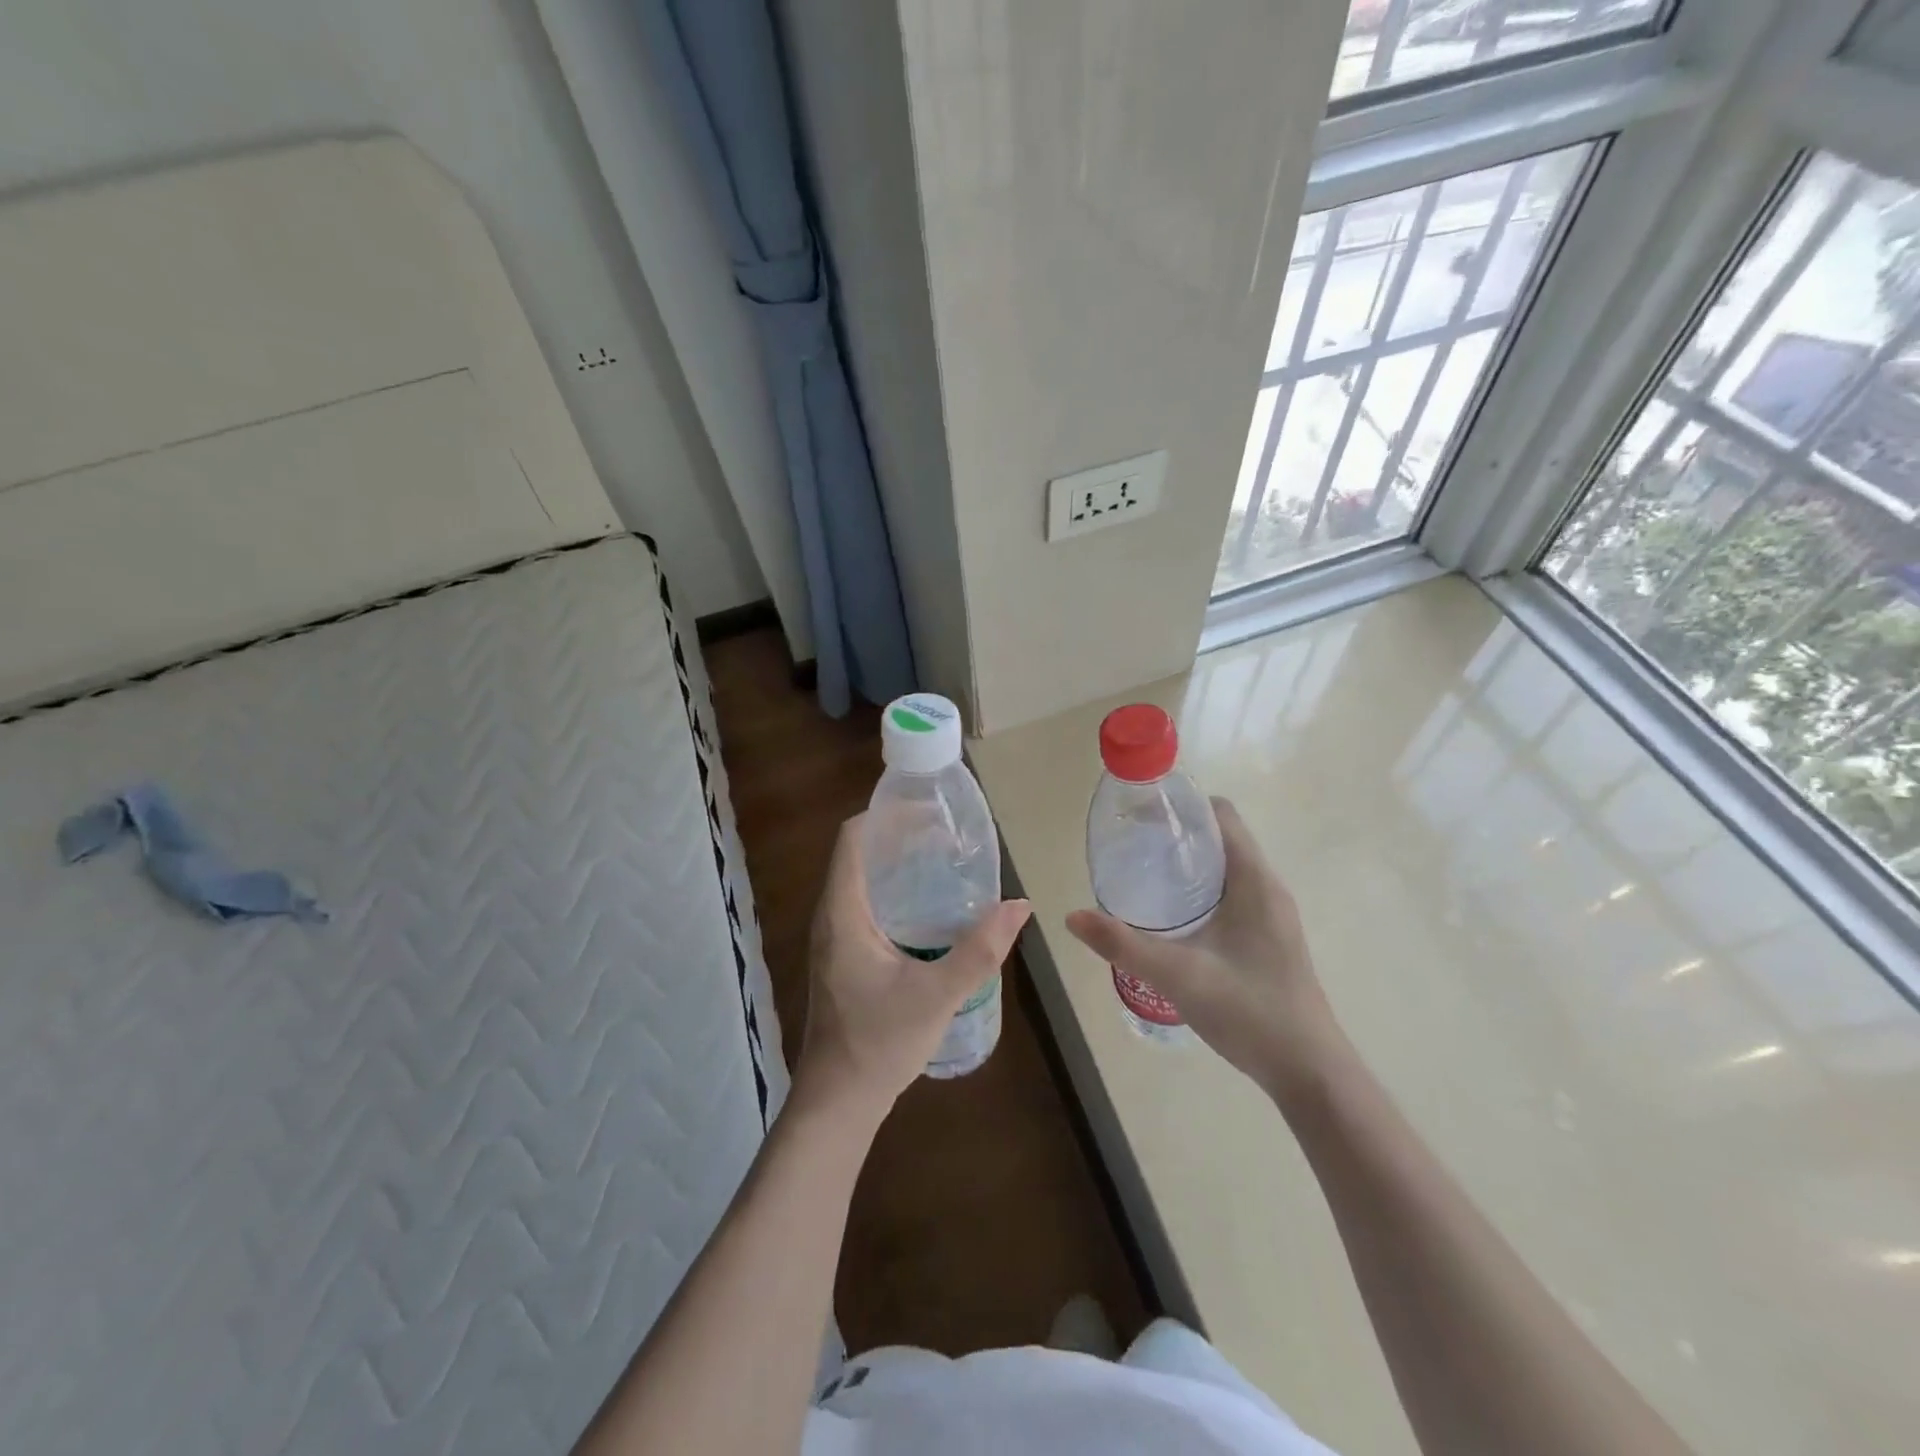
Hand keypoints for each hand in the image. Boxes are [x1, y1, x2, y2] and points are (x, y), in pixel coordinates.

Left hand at [794, 815, 1030, 1121]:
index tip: (926, 810)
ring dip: (897, 865)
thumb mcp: (937, 995)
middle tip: (947, 834)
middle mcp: (831, 916)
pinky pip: (865, 905)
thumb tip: (1020, 905)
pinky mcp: (843, 956)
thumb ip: (980, 950)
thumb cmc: (879, 1043)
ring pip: (862, 881)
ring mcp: (834, 938)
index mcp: (843, 913)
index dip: (885, 815)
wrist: (839, 1100)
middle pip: (859, 854)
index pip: (852, 839)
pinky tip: (929, 908)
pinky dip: (894, 892)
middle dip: (899, 837)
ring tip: (943, 860)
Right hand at [1066, 797, 1344, 1099]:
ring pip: (1227, 868)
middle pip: (1221, 838)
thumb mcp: (1177, 975)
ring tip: (1143, 875)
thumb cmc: (1249, 1011)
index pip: (1221, 814)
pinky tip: (1172, 917)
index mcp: (1255, 881)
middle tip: (1131, 846)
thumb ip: (1123, 944)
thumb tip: (1072, 917)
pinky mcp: (1269, 937)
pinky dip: (1201, 889)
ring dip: (1188, 863)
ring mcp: (1272, 914)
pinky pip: (1233, 893)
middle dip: (1177, 834)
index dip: (1182, 805)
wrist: (1309, 1071)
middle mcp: (1268, 888)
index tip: (1141, 815)